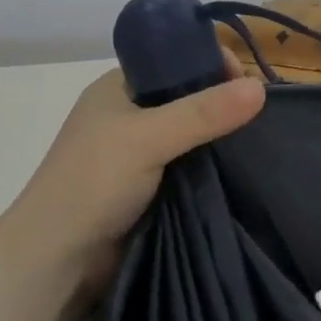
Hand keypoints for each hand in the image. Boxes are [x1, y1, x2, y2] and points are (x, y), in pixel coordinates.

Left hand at [7, 61, 265, 288]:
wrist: (57, 260)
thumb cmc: (92, 183)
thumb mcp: (148, 138)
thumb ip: (203, 113)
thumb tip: (260, 88)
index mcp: (119, 88)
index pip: (175, 60)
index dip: (212, 64)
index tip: (248, 84)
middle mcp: (130, 115)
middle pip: (189, 98)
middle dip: (224, 105)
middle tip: (263, 119)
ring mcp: (140, 154)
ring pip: (194, 136)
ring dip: (221, 141)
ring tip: (261, 146)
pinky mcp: (152, 188)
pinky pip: (192, 168)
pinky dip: (213, 169)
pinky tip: (243, 172)